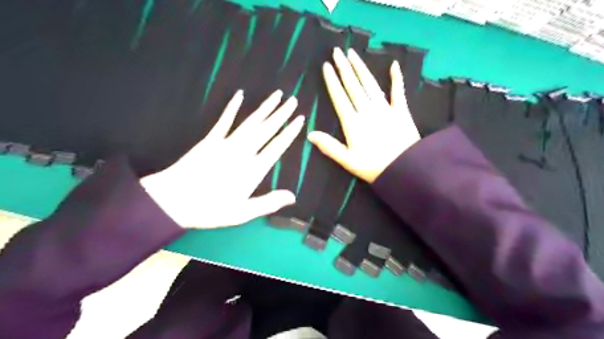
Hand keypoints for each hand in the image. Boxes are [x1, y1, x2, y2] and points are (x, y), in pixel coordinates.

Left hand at [140, 90, 301, 228]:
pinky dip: (232, 107)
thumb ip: (269, 202)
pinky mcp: (210, 140)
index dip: (289, 133)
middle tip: (293, 100)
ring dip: (264, 108)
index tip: (300, 120)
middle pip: (266, 130)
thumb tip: (293, 197)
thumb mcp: (243, 212)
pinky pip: (224, 121)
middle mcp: (243, 152)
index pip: (277, 147)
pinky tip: (240, 95)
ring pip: (250, 122)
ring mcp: (226, 143)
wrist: (173, 200)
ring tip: (277, 95)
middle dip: (281, 115)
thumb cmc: (210, 209)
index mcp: (253, 170)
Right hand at [307, 48, 420, 182]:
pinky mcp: (401, 111)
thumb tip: (309, 134)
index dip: (332, 81)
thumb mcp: (348, 161)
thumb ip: (329, 147)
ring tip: (353, 54)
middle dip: (344, 68)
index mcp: (353, 122)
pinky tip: (393, 65)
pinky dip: (396, 78)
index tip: (326, 66)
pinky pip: (398, 91)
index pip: (339, 97)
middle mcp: (367, 110)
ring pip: (370, 84)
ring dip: (361, 68)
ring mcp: (385, 108)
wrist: (405, 168)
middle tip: (337, 51)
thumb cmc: (373, 167)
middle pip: (353, 86)